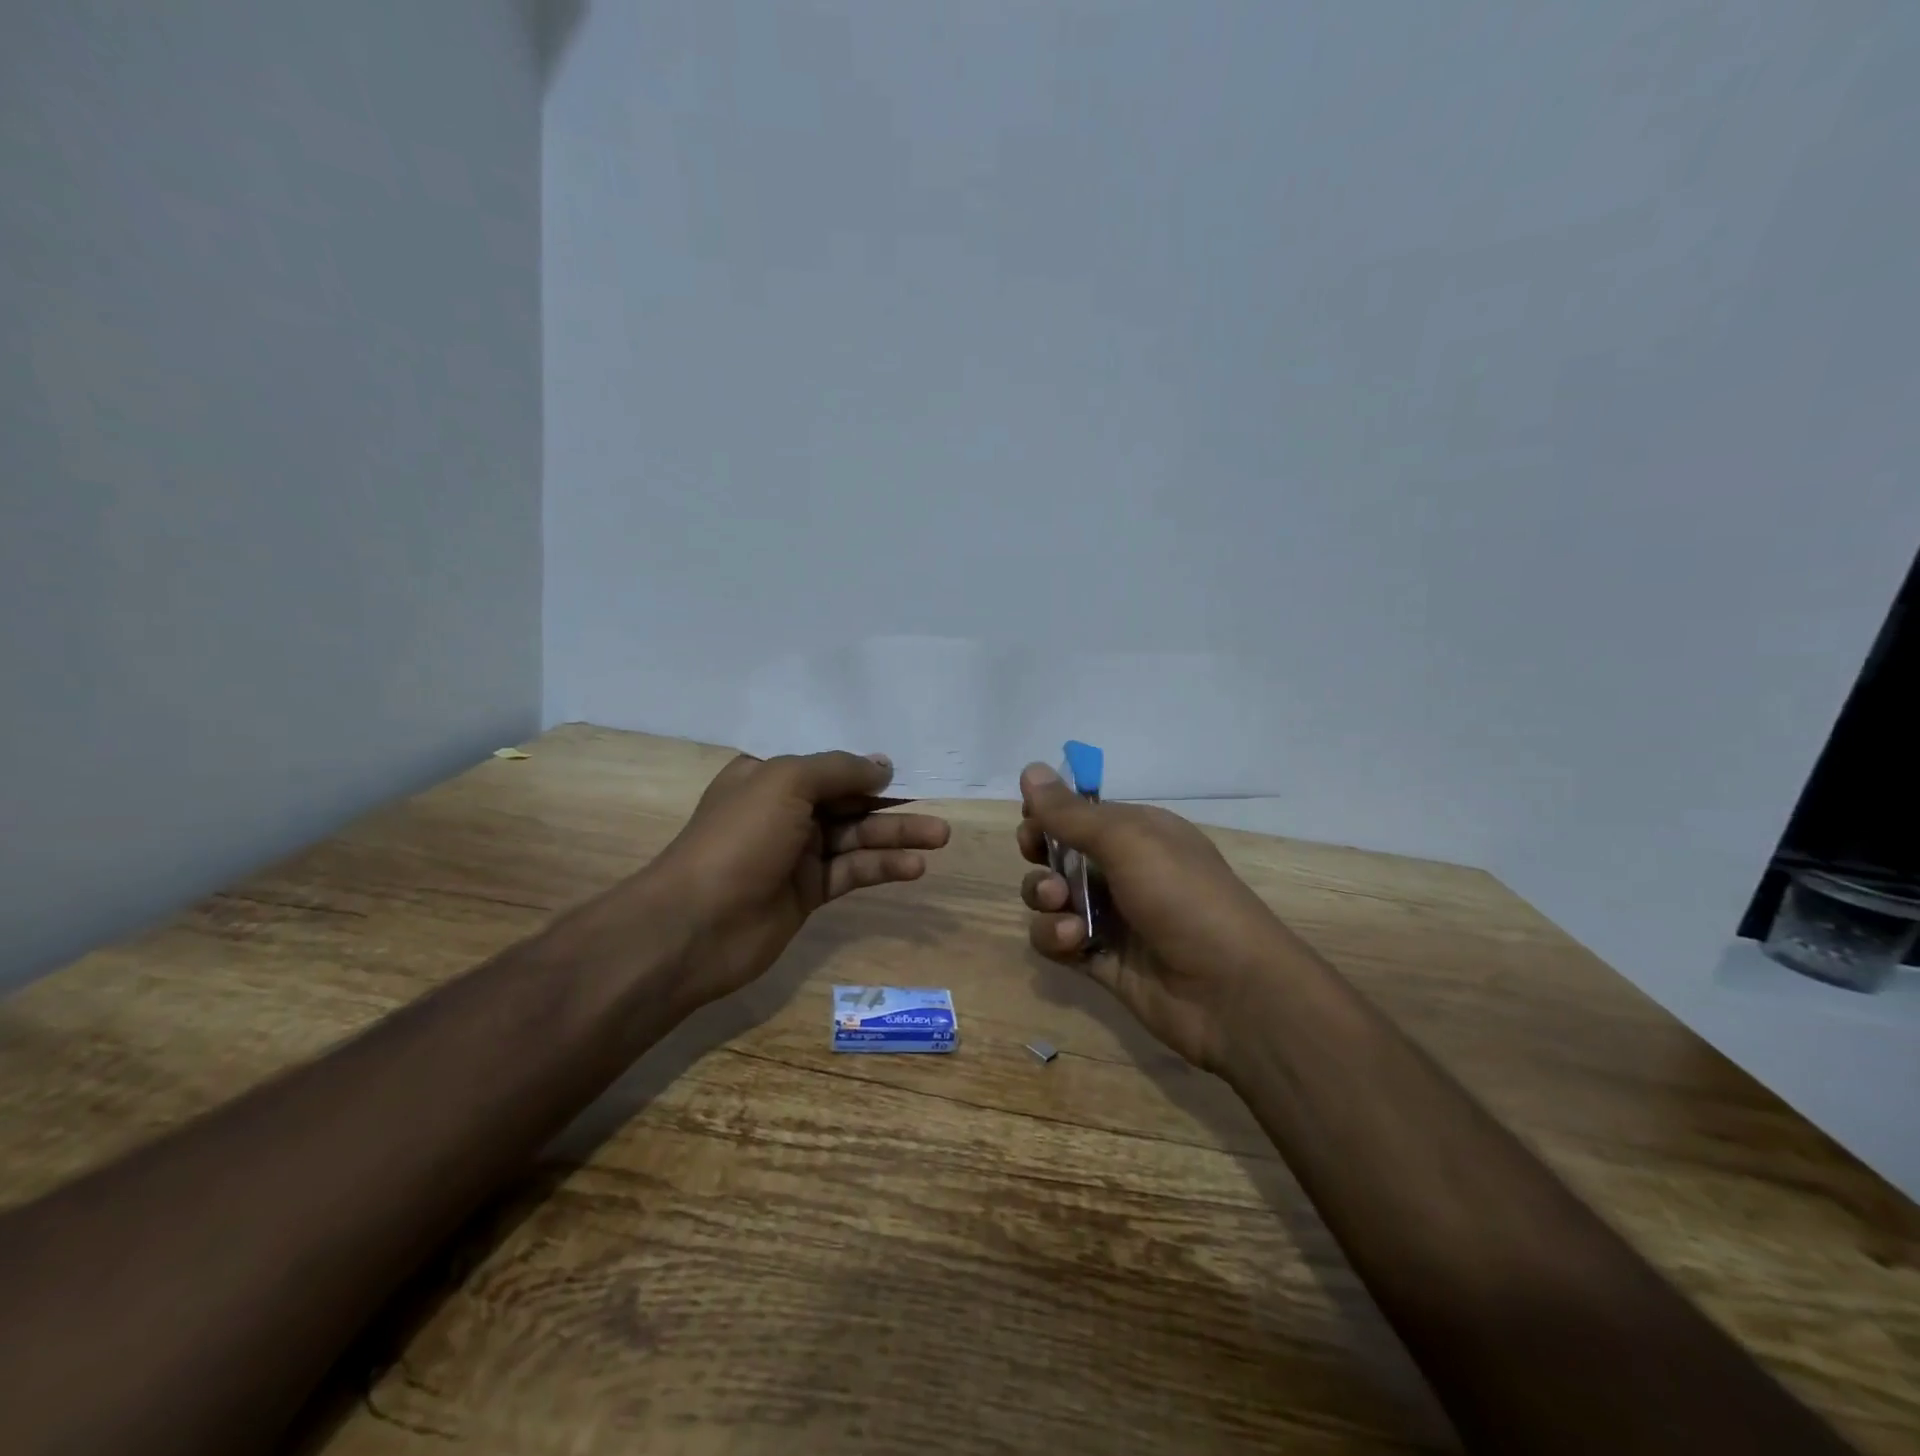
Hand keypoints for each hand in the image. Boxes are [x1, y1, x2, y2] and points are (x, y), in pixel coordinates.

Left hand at [648, 751, 951, 1010]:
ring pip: (856, 838)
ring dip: (896, 836)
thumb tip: (882, 765)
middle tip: (935, 808)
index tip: (904, 771)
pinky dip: (882, 867)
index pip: (826, 766)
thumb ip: (838, 770)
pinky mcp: (808, 893)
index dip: (865, 768)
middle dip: (890, 804)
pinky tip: (914, 866)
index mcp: (769, 778)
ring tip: (940, 836)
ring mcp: (796, 854)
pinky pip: (852, 871)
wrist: (695, 926)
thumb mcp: (786, 783)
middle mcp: (784, 812)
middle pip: (847, 801)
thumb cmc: (738, 840)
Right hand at [1016, 763, 1297, 1070]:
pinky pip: (1057, 940)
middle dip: (1040, 853)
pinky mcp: (1100, 959)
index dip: (1050, 814)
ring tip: (1060, 903)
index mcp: (1138, 833)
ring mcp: (1111, 917)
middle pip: (1059, 853)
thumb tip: (1030, 769)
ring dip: (1043, 896)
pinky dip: (1055, 938)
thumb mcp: (1128, 841)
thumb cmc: (1183, 897)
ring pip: (1052, 897)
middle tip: (1035, 856)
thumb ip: (1071, 812)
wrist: (1230, 992)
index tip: (1031, 820)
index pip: (1080, 813)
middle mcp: (1124, 870)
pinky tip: (1073, 942)